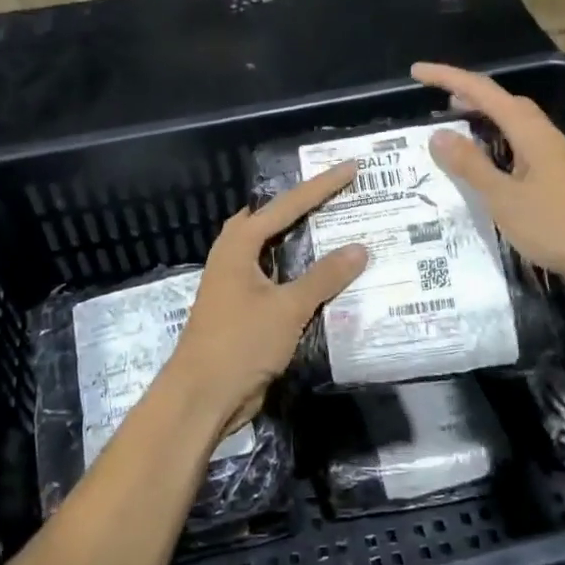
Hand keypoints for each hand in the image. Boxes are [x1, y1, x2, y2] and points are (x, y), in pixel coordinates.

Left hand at [157, 163, 369, 438]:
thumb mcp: (287, 307)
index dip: (321, 186)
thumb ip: (324, 276)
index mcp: (238, 245)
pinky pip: (278, 279)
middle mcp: (235, 256)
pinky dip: (301, 273)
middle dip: (307, 207)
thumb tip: (360, 248)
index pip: (286, 205)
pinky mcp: (244, 309)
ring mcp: (237, 283)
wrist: (204, 396)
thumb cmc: (240, 342)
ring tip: (340, 229)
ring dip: (305, 242)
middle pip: (275, 221)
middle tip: (342, 195)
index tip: (351, 169)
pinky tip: (327, 278)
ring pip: (276, 251)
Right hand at [411, 62, 564, 296]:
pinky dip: (497, 149)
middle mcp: (546, 139)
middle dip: (470, 96)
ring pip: (515, 128)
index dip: (449, 78)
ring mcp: (557, 160)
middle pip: (505, 104)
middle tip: (437, 103)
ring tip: (455, 131)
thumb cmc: (559, 226)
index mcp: (532, 134)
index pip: (485, 93)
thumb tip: (439, 134)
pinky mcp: (560, 183)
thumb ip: (471, 166)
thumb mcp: (505, 198)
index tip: (418, 71)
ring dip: (485, 122)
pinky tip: (486, 170)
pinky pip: (521, 152)